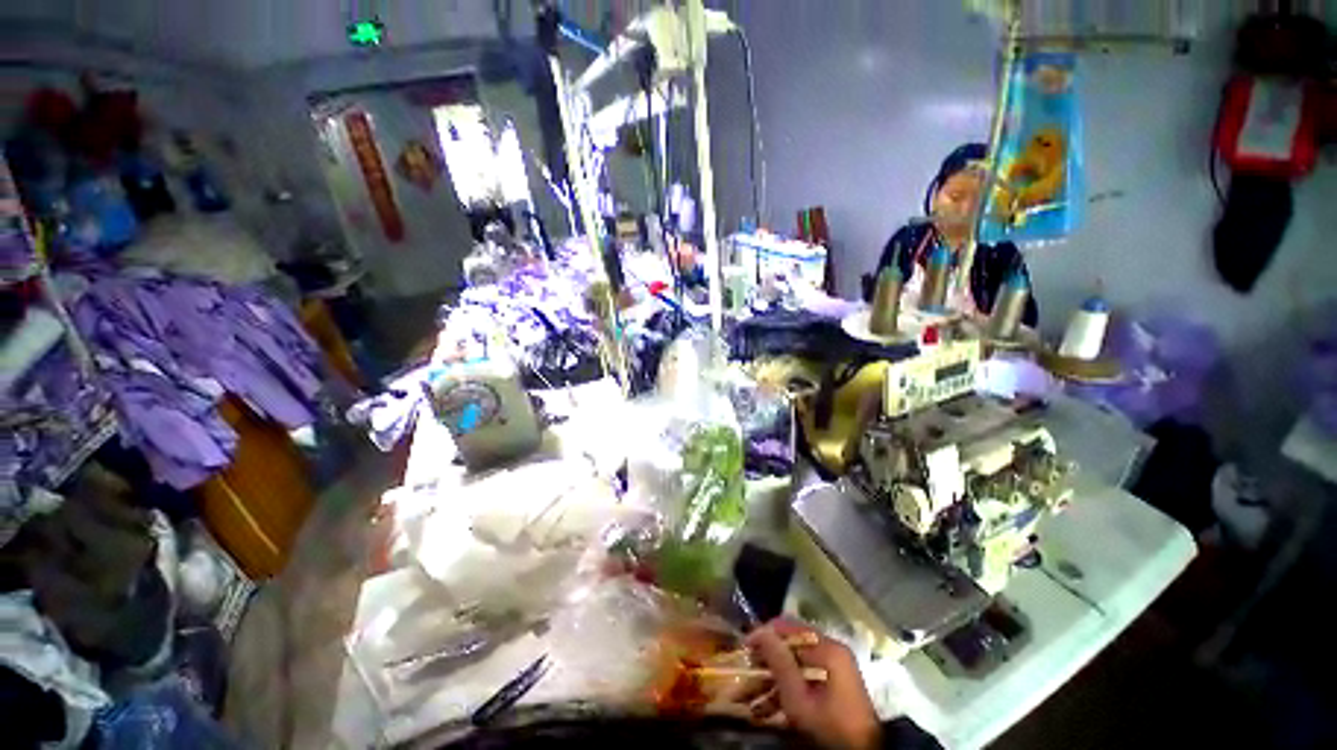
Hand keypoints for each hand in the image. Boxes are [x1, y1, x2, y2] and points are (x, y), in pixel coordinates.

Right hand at [746, 619, 880, 749]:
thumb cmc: (829, 727)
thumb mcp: (799, 699)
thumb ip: (779, 662)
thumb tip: (759, 630)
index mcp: (828, 648)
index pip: (789, 626)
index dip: (765, 633)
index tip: (745, 646)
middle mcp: (832, 649)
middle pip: (792, 642)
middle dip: (768, 656)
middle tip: (747, 669)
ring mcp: (835, 665)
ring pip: (796, 660)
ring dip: (774, 674)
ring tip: (752, 690)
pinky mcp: (835, 681)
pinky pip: (805, 673)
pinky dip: (787, 684)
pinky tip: (769, 701)